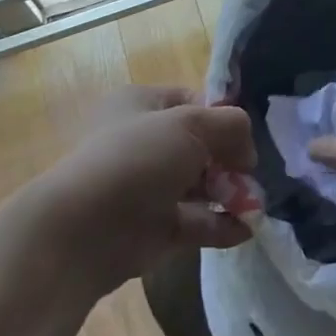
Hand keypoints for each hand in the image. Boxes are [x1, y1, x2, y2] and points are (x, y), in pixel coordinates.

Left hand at [26, 87, 256, 292]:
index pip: (194, 101)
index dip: (223, 115)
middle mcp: (142, 143)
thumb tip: (247, 151)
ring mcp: (146, 188)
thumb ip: (232, 126)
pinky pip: (195, 222)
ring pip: (200, 185)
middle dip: (231, 159)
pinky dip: (222, 224)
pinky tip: (247, 228)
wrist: (79, 235)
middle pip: (201, 145)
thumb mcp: (193, 124)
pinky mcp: (151, 229)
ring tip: (256, 204)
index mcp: (141, 105)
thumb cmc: (136, 160)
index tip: (245, 135)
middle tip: (252, 174)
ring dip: (232, 193)